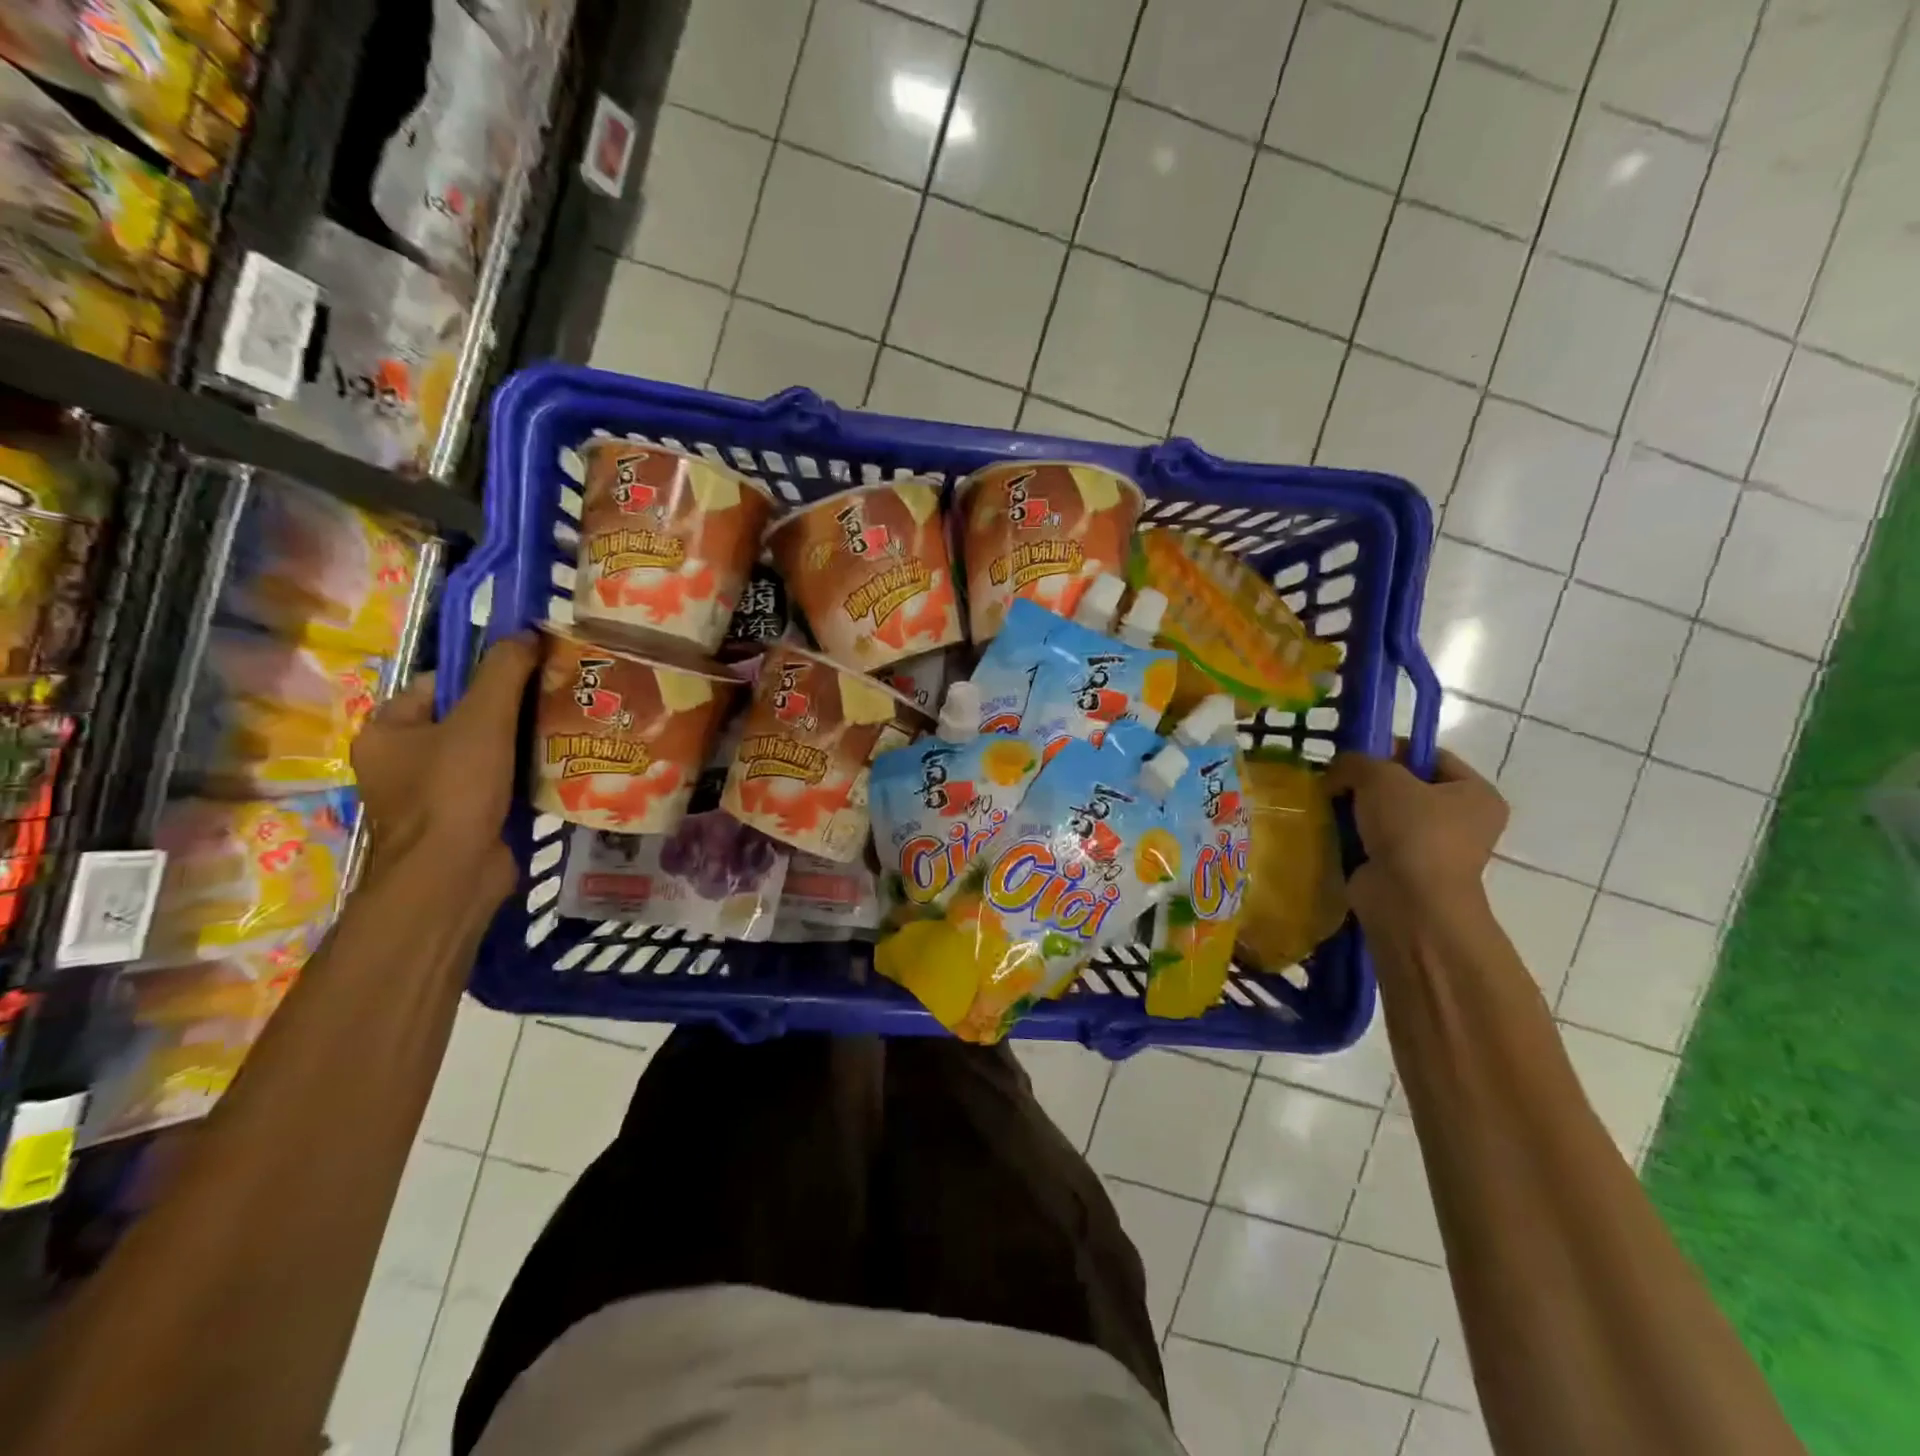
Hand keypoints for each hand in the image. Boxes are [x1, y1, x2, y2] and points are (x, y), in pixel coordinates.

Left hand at [351, 634, 539, 903]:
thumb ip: (504, 672)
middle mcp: (401, 761)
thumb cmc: (454, 789)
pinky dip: (523, 777)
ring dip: (522, 746)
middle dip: (511, 711)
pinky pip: (496, 785)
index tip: (530, 675)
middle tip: (556, 702)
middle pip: (465, 719)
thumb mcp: (482, 719)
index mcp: (387, 730)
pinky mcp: (462, 821)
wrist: (452, 874)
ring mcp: (431, 795)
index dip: (484, 675)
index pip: (439, 684)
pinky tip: (556, 770)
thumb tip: (527, 632)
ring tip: (565, 732)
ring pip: (485, 754)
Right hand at [1323, 746, 1507, 912]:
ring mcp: (1432, 850)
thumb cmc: (1411, 830)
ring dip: (1357, 810)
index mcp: (1475, 793)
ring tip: (1327, 803)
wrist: (1408, 901)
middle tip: (1336, 779)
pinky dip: (1352, 836)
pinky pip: (1373, 842)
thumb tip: (1337, 771)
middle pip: (1405, 786)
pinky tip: (1330, 829)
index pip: (1431, 756)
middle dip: (1368, 782)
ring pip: (1385, 816)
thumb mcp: (1380, 777)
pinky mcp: (1403, 871)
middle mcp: (1462, 821)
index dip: (1392, 749)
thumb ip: (1356, 762)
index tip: (1356, 754)